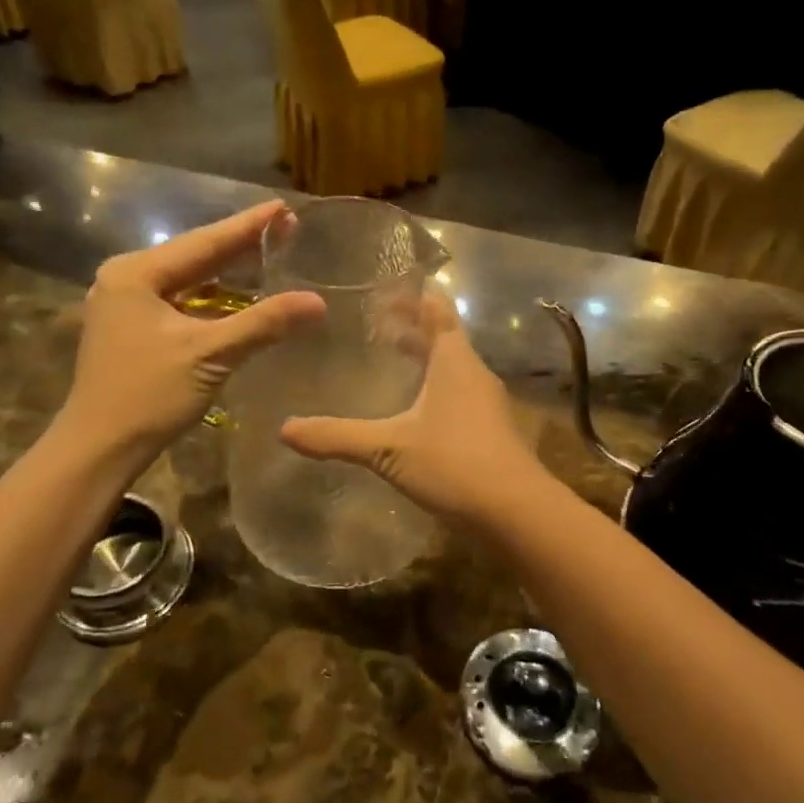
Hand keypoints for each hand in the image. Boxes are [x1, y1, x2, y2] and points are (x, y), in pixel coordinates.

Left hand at [61, 201, 323, 463]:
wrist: (99, 449)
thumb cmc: (149, 396)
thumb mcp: (210, 354)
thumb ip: (264, 323)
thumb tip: (318, 302)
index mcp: (136, 273)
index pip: (204, 241)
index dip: (248, 225)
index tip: (285, 207)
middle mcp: (126, 279)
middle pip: (194, 256)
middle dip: (240, 245)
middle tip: (286, 228)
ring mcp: (125, 304)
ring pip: (188, 280)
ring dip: (227, 273)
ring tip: (269, 256)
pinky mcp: (131, 329)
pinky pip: (180, 301)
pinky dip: (211, 299)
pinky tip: (238, 296)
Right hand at [282, 295, 545, 525]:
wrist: (518, 512)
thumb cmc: (455, 463)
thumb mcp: (389, 449)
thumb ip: (337, 437)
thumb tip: (285, 429)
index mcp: (454, 360)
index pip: (436, 310)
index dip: (412, 296)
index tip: (382, 290)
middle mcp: (473, 372)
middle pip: (443, 336)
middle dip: (411, 328)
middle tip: (373, 326)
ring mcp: (485, 402)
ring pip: (451, 367)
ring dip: (423, 359)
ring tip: (388, 363)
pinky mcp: (488, 430)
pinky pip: (456, 394)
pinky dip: (432, 389)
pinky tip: (411, 412)